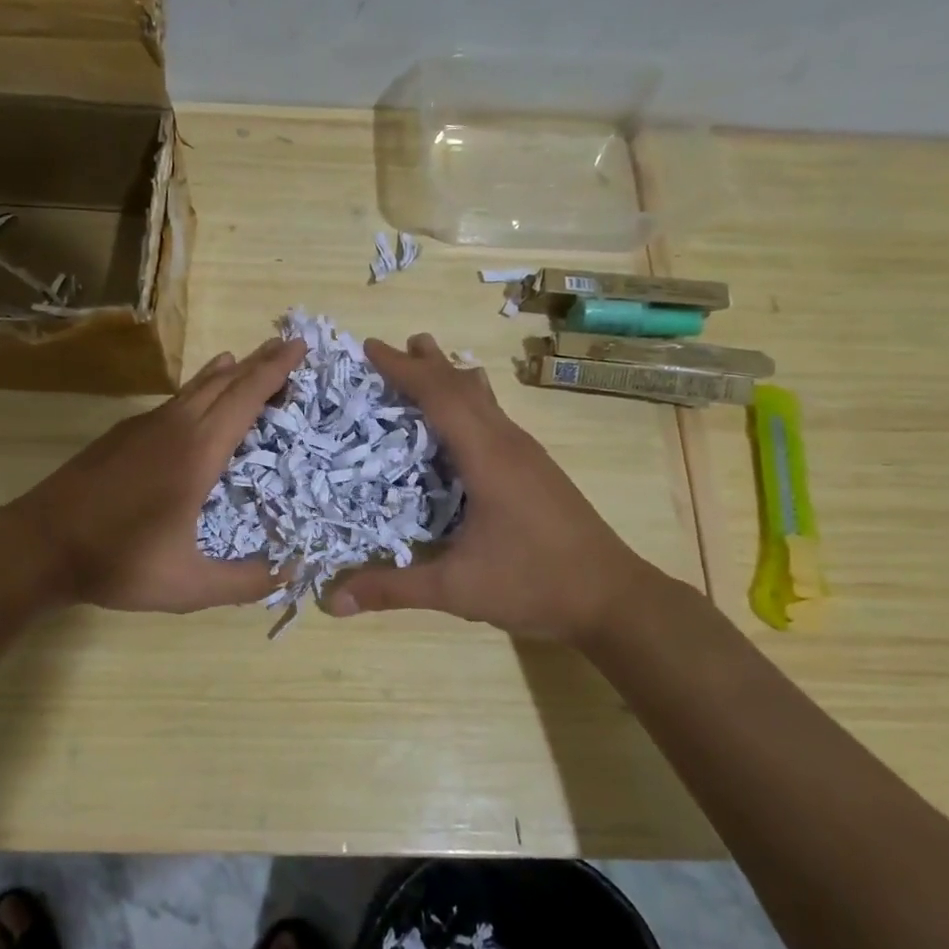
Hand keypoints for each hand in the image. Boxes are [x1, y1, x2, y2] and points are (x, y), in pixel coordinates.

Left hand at [6, 336, 308, 611]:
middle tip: (289, 347)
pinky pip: (174, 400)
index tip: (300, 345)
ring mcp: (144, 427)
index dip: (275, 370)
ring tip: (250, 361)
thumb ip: (244, 582)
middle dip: (260, 362)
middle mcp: (174, 427)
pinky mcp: (123, 434)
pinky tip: (198, 397)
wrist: (40, 543)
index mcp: (196, 453)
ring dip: (229, 373)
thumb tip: (291, 573)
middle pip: (224, 383)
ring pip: (196, 388)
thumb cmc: (118, 561)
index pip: (245, 399)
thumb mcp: (188, 585)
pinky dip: (199, 390)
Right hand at [323, 334, 659, 642]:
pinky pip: (495, 417)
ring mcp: (528, 454)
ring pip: (484, 399)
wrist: (614, 598)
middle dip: (427, 363)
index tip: (371, 347)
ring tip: (427, 364)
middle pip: (463, 386)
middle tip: (394, 345)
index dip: (403, 370)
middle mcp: (508, 443)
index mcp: (487, 457)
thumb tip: (333, 603)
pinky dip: (468, 402)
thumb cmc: (534, 584)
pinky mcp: (537, 468)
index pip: (439, 397)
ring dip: (451, 378)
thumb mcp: (456, 589)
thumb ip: (393, 589)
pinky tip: (463, 421)